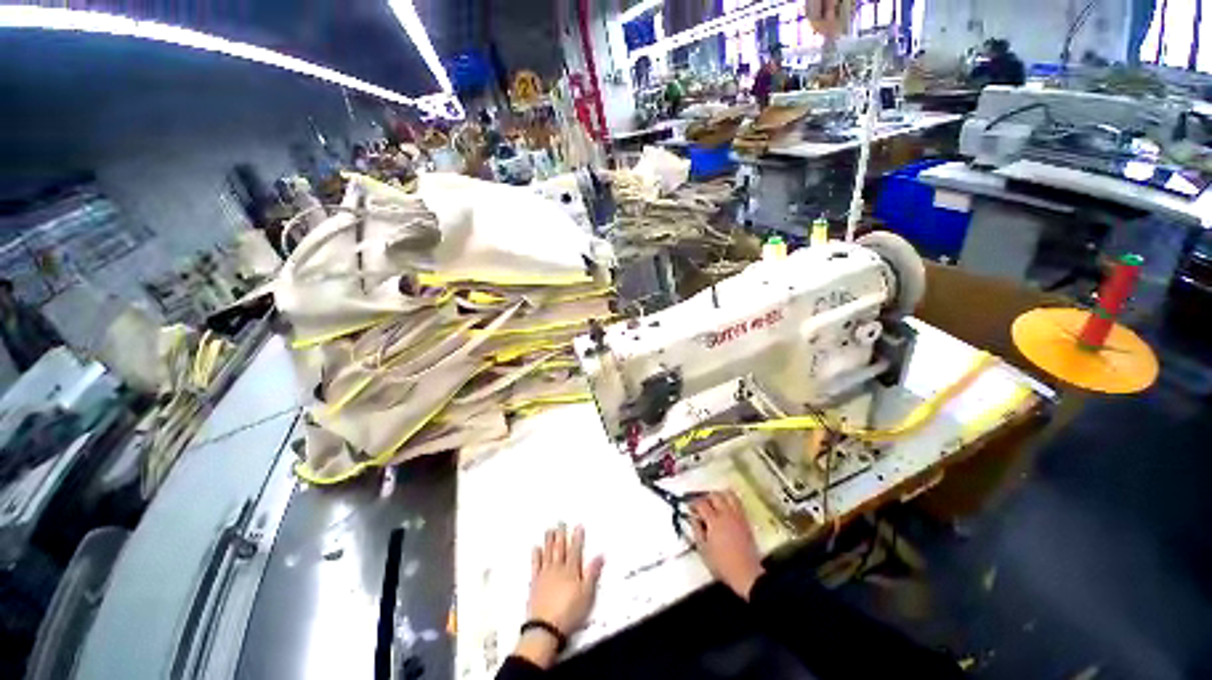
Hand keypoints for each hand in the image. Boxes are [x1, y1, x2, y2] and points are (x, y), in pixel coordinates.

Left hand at [515, 524, 603, 667]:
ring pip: (548, 553)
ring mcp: (545, 575)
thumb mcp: (587, 595)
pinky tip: (535, 548)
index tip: (578, 525)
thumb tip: (600, 555)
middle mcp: (558, 569)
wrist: (545, 628)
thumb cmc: (569, 612)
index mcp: (571, 571)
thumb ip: (592, 574)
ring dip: (549, 540)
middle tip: (560, 521)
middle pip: (560, 548)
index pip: (575, 550)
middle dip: (561, 534)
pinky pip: (535, 565)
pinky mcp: (535, 583)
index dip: (577, 537)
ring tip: (549, 529)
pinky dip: (536, 556)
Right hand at [690, 491, 764, 600]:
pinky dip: (730, 500)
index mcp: (714, 521)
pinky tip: (726, 508)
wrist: (746, 574)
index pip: (701, 503)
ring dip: (719, 495)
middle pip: (715, 495)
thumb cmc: (722, 564)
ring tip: (714, 502)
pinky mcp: (745, 521)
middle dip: (705, 497)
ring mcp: (737, 516)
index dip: (693, 503)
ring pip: (728, 495)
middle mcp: (726, 515)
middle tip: (701, 505)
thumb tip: (692, 518)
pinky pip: (738, 503)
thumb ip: (696, 531)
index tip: (690, 507)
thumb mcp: (703, 550)